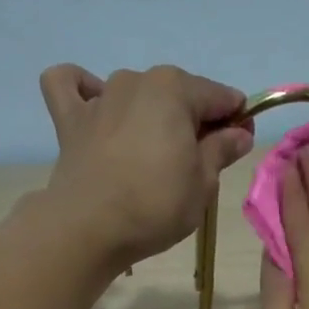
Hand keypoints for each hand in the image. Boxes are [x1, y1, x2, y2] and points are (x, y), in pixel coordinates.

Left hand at [38, 63, 252, 269]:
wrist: (90, 228)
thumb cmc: (156, 205)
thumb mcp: (203, 183)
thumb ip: (222, 150)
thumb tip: (239, 132)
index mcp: (175, 90)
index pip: (220, 97)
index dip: (236, 120)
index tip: (239, 145)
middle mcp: (137, 81)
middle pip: (177, 93)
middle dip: (193, 118)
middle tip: (199, 160)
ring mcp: (99, 97)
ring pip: (134, 91)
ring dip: (148, 111)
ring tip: (152, 150)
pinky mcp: (69, 119)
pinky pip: (69, 85)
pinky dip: (84, 90)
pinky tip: (95, 109)